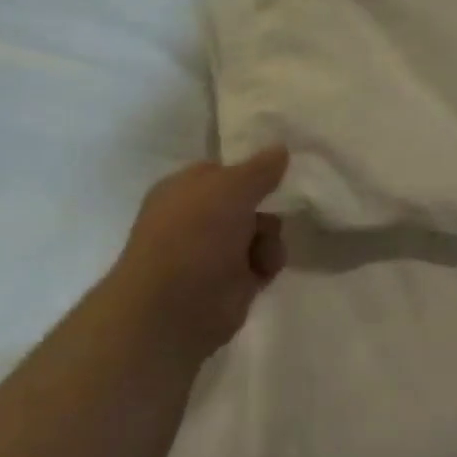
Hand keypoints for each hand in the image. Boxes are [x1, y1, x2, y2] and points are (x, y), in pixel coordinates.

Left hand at [108, 147, 288, 358]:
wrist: (175, 308)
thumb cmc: (194, 235)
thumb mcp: (231, 187)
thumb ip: (260, 168)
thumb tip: (281, 149)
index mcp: (185, 189)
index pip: (225, 170)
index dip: (251, 170)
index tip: (279, 170)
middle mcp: (198, 217)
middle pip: (250, 200)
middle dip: (266, 207)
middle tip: (271, 210)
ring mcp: (215, 250)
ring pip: (262, 230)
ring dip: (270, 238)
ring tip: (261, 252)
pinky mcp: (232, 280)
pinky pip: (264, 260)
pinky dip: (267, 263)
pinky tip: (261, 271)